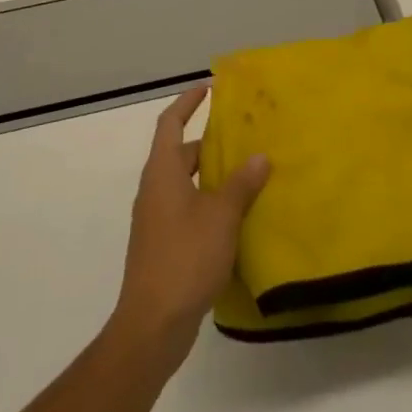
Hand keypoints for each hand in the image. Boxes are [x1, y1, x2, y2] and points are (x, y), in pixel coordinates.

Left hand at [111, 86, 270, 370]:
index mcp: (162, 173)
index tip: (207, 88)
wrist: (153, 324)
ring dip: (211, 174)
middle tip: (241, 134)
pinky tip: (235, 215)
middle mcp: (155, 190)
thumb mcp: (221, 216)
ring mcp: (156, 219)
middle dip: (207, 141)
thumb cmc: (185, 258)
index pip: (170, 124)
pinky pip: (187, 208)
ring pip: (185, 183)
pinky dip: (209, 201)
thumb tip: (259, 156)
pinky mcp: (163, 244)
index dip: (187, 103)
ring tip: (246, 172)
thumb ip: (241, 184)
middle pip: (179, 153)